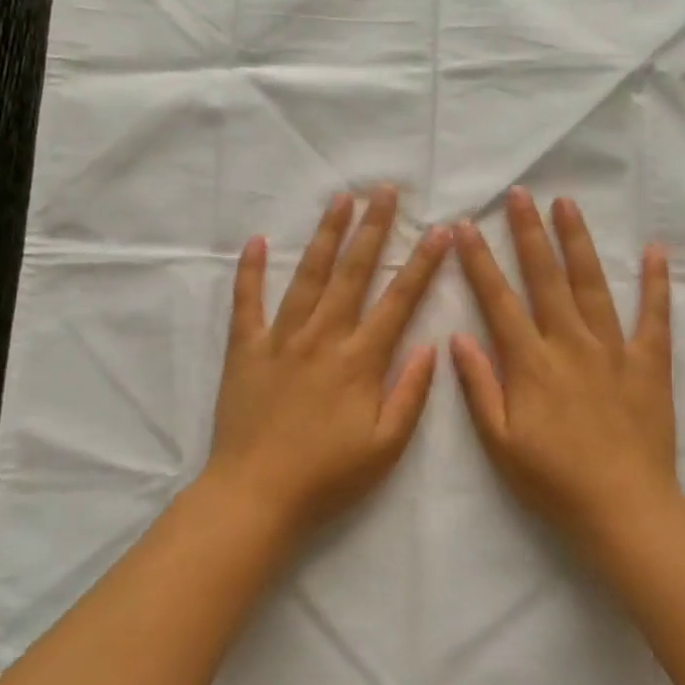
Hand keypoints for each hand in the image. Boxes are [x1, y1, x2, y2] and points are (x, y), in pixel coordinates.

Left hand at [205, 186, 449, 538]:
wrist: (255, 494)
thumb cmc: (327, 476)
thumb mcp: (385, 446)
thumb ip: (410, 393)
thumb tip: (430, 345)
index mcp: (360, 359)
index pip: (398, 300)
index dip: (422, 264)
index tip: (439, 231)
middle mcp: (322, 337)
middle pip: (353, 272)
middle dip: (373, 228)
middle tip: (385, 191)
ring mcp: (280, 339)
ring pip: (307, 275)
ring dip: (326, 235)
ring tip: (339, 200)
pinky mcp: (245, 349)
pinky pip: (247, 301)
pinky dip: (250, 270)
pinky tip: (256, 240)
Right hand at [451, 189, 680, 547]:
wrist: (624, 508)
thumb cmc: (553, 480)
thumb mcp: (500, 442)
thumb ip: (480, 387)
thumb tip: (458, 337)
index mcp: (530, 363)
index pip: (498, 300)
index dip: (479, 262)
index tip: (464, 227)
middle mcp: (570, 343)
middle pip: (545, 278)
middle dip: (528, 233)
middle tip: (519, 194)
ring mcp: (613, 349)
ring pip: (592, 284)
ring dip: (577, 242)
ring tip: (566, 204)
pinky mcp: (648, 363)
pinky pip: (654, 316)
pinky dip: (656, 283)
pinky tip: (654, 250)